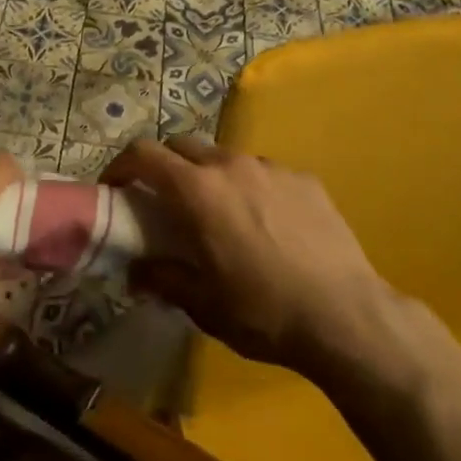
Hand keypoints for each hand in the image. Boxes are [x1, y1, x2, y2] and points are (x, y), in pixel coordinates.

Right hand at [103, 136, 396, 380]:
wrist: (345, 315)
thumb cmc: (262, 311)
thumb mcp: (202, 304)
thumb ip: (162, 279)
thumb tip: (135, 272)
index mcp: (198, 191)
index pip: (144, 154)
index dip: (121, 165)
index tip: (114, 187)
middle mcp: (231, 166)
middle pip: (183, 145)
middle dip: (165, 165)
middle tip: (163, 200)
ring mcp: (272, 168)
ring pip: (226, 157)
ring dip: (210, 176)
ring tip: (220, 215)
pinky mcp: (305, 179)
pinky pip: (265, 173)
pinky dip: (251, 188)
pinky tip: (267, 225)